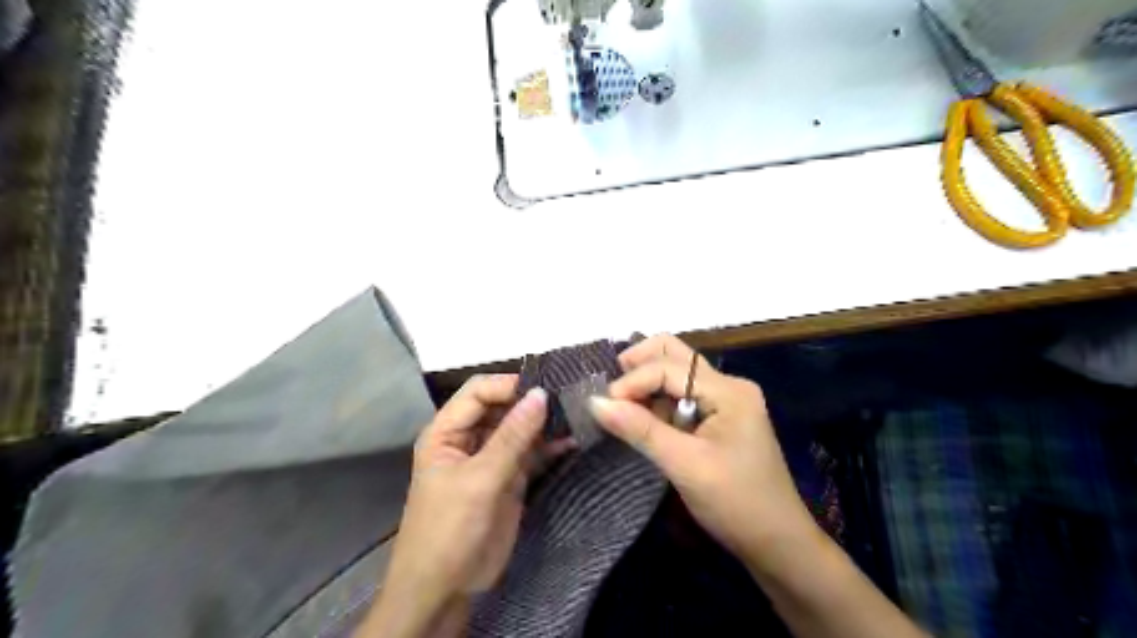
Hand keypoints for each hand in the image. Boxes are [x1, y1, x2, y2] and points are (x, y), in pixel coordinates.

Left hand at [365, 377, 571, 635]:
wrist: (444, 589)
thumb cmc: (449, 529)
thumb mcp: (480, 480)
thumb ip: (512, 437)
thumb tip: (541, 393)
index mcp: (447, 431)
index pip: (478, 391)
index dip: (509, 386)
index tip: (546, 388)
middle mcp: (468, 438)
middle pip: (502, 406)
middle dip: (531, 402)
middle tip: (569, 398)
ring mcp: (490, 458)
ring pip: (519, 428)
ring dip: (544, 423)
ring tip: (576, 415)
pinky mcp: (509, 477)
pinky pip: (531, 452)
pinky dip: (549, 446)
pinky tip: (572, 441)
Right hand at [587, 334, 816, 567]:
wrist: (778, 543)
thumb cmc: (735, 503)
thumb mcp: (684, 465)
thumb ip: (639, 429)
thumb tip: (594, 401)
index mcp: (728, 390)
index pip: (668, 367)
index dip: (632, 381)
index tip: (603, 406)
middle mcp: (728, 385)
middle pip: (675, 354)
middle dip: (638, 365)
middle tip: (610, 390)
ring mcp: (726, 400)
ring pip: (676, 373)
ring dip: (646, 384)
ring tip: (620, 408)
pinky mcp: (720, 418)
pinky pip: (681, 396)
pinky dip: (657, 402)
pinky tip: (641, 420)